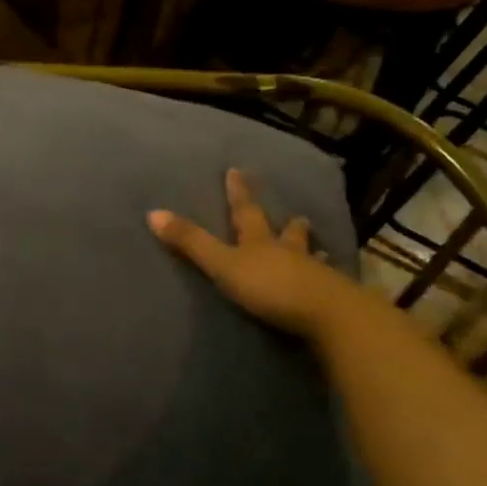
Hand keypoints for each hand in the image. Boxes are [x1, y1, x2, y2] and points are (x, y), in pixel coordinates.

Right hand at [149, 169, 369, 338]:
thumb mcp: (223, 265)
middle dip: (288, 225)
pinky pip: (328, 285)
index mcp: (259, 242)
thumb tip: (152, 213)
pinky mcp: (331, 299)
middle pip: (287, 234)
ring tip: (322, 249)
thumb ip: (191, 243)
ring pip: (310, 257)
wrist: (327, 314)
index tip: (237, 171)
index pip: (245, 212)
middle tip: (298, 215)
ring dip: (310, 251)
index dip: (238, 193)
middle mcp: (288, 252)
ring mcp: (314, 275)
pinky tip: (334, 282)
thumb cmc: (270, 287)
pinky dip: (327, 281)